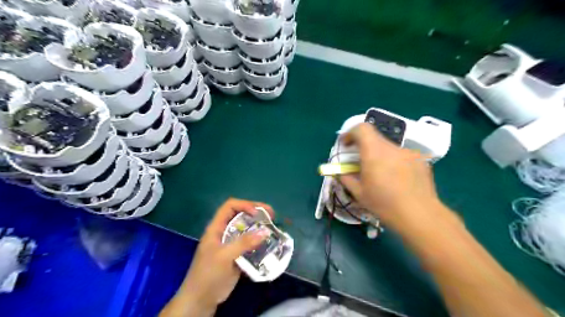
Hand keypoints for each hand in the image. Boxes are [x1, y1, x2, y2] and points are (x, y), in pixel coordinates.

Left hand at [159, 198, 275, 316]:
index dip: (245, 205)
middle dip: (256, 213)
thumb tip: (265, 231)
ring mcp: (230, 244)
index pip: (230, 206)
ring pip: (246, 229)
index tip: (258, 213)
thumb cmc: (208, 274)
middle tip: (272, 216)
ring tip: (273, 229)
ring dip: (259, 227)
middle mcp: (224, 232)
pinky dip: (259, 242)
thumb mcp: (224, 256)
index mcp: (216, 228)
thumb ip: (244, 243)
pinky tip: (268, 244)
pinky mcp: (236, 255)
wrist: (201, 300)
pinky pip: (249, 244)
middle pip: (240, 215)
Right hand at [337, 123, 443, 229]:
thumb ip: (346, 178)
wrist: (419, 215)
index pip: (361, 129)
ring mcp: (409, 153)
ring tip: (383, 176)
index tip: (346, 145)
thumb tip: (340, 172)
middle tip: (363, 165)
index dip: (351, 133)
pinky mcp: (421, 160)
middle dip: (365, 148)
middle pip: (375, 139)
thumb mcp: (359, 193)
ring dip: (381, 157)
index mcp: (374, 152)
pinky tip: (399, 180)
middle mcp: (392, 147)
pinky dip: (396, 163)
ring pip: (389, 149)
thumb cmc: (384, 204)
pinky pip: (403, 157)